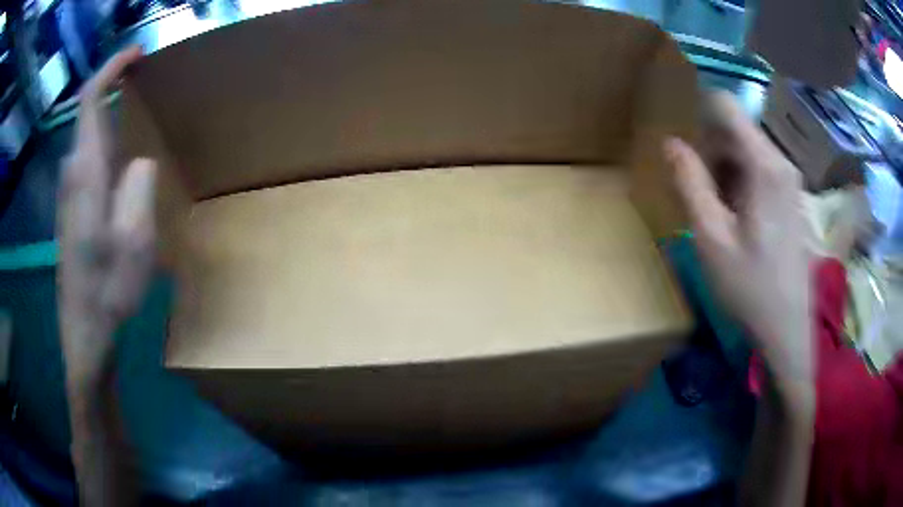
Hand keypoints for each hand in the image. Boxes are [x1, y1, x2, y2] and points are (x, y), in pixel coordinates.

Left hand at [58, 46, 156, 388]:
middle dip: (114, 89)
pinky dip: (106, 145)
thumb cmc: (108, 291)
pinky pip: (88, 160)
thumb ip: (138, 186)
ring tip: (138, 118)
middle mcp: (72, 174)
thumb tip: (138, 160)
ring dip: (111, 118)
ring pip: (88, 138)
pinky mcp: (71, 210)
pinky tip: (122, 162)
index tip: (137, 53)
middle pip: (88, 113)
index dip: (112, 67)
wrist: (85, 334)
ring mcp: (69, 193)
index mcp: (86, 173)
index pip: (90, 98)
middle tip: (145, 85)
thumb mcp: (134, 240)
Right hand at [665, 91, 813, 408]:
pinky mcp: (793, 198)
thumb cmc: (750, 287)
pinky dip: (742, 183)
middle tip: (698, 192)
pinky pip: (761, 171)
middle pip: (737, 130)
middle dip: (711, 150)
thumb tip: (671, 143)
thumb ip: (690, 184)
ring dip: (725, 170)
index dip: (699, 114)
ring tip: (717, 211)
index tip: (685, 144)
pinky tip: (738, 220)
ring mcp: (790, 181)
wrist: (788, 329)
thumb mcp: (711, 238)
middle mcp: (781, 163)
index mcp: (764, 166)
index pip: (726, 106)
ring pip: (748, 151)